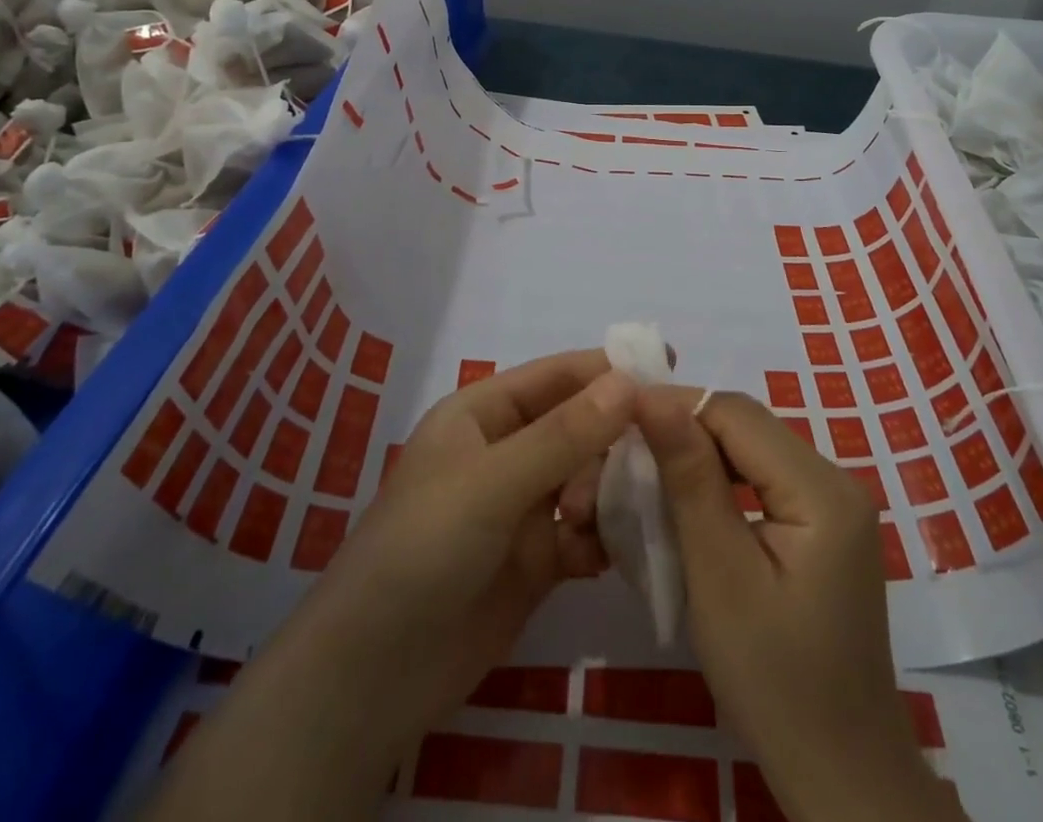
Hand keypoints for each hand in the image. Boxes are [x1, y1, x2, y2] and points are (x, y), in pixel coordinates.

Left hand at [303, 348, 632, 746]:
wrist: (373, 677)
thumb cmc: (423, 550)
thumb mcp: (492, 483)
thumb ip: (564, 435)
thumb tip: (628, 382)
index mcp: (483, 413)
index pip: (557, 376)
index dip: (608, 368)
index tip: (668, 365)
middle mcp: (506, 451)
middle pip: (578, 426)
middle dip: (615, 436)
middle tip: (663, 450)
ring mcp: (521, 507)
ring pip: (586, 479)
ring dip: (608, 491)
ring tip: (607, 517)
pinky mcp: (535, 560)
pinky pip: (585, 533)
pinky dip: (602, 538)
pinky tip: (610, 555)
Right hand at [636, 386, 963, 821]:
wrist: (842, 775)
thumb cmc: (774, 682)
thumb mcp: (720, 576)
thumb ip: (691, 479)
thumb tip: (655, 398)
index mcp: (822, 489)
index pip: (738, 415)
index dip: (677, 406)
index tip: (619, 416)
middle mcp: (836, 480)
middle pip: (748, 429)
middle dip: (686, 431)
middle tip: (626, 448)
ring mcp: (834, 505)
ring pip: (752, 451)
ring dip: (700, 456)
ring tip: (648, 471)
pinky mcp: (823, 528)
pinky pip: (763, 481)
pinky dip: (722, 483)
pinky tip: (689, 503)